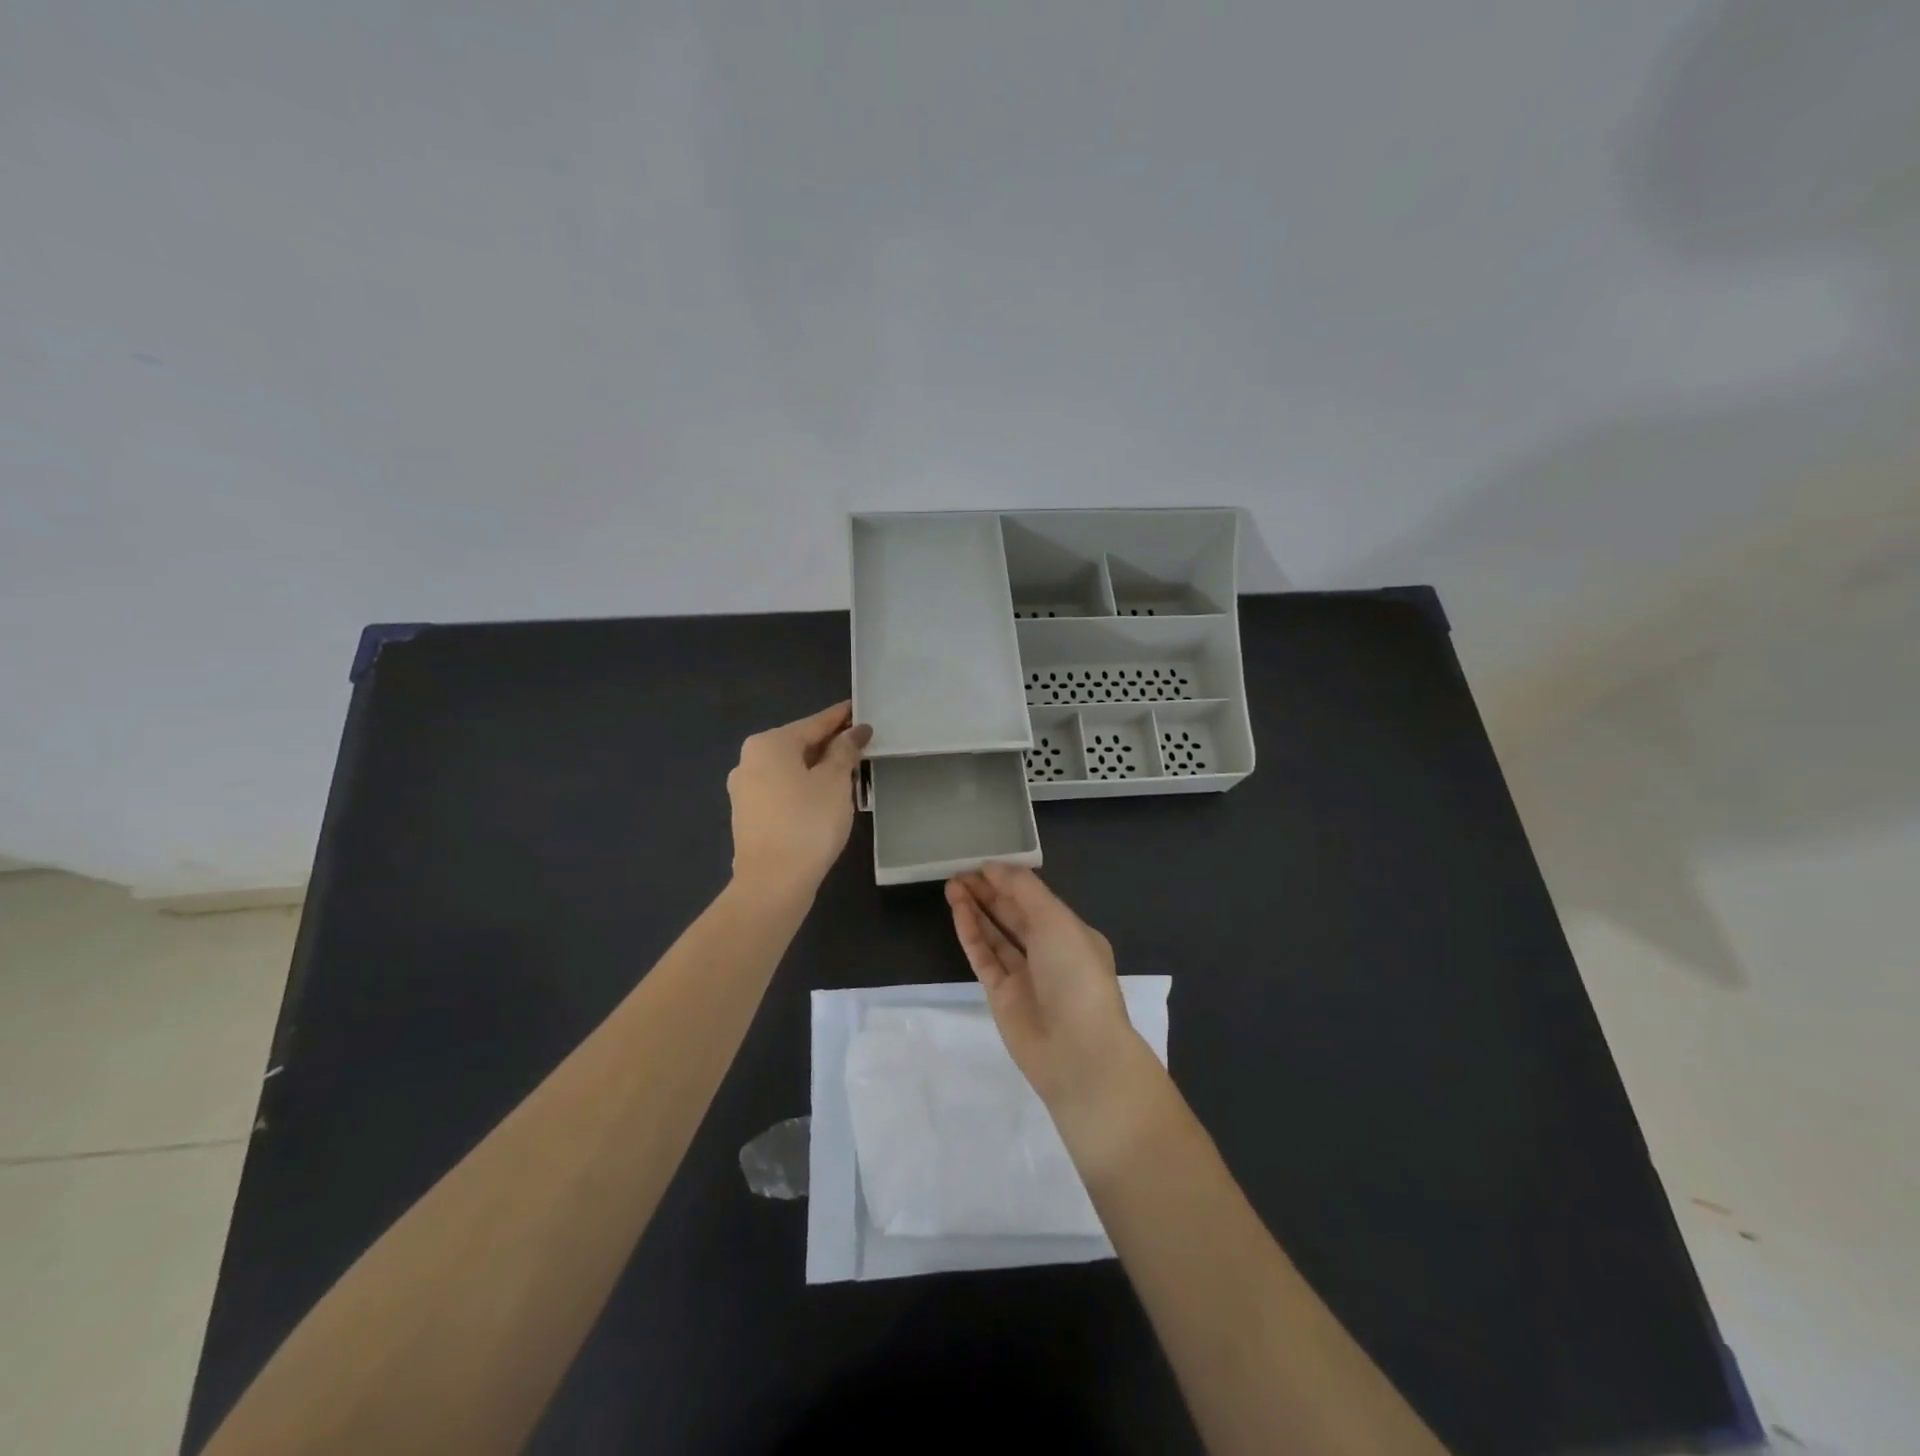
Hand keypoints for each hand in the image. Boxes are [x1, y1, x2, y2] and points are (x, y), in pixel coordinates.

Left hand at [727, 702, 870, 897]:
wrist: (772, 883)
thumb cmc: (808, 823)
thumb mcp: (835, 782)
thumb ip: (844, 752)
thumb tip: (853, 732)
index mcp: (769, 744)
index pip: (814, 723)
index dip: (840, 718)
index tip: (859, 710)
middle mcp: (749, 760)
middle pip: (798, 745)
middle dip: (829, 744)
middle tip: (860, 744)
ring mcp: (744, 790)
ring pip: (789, 769)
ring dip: (816, 768)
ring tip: (847, 772)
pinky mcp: (748, 816)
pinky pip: (782, 790)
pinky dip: (803, 788)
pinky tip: (823, 798)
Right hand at [945, 864, 1148, 1112]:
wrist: (1078, 1052)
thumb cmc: (1076, 975)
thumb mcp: (1056, 920)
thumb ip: (1024, 890)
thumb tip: (994, 867)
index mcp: (1072, 932)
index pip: (1035, 898)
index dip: (1009, 880)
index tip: (981, 863)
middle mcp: (1049, 952)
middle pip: (1013, 914)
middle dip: (988, 891)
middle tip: (959, 871)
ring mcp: (1025, 975)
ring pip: (995, 934)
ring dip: (975, 909)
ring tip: (951, 885)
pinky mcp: (1002, 996)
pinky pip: (984, 957)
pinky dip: (971, 934)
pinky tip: (957, 911)